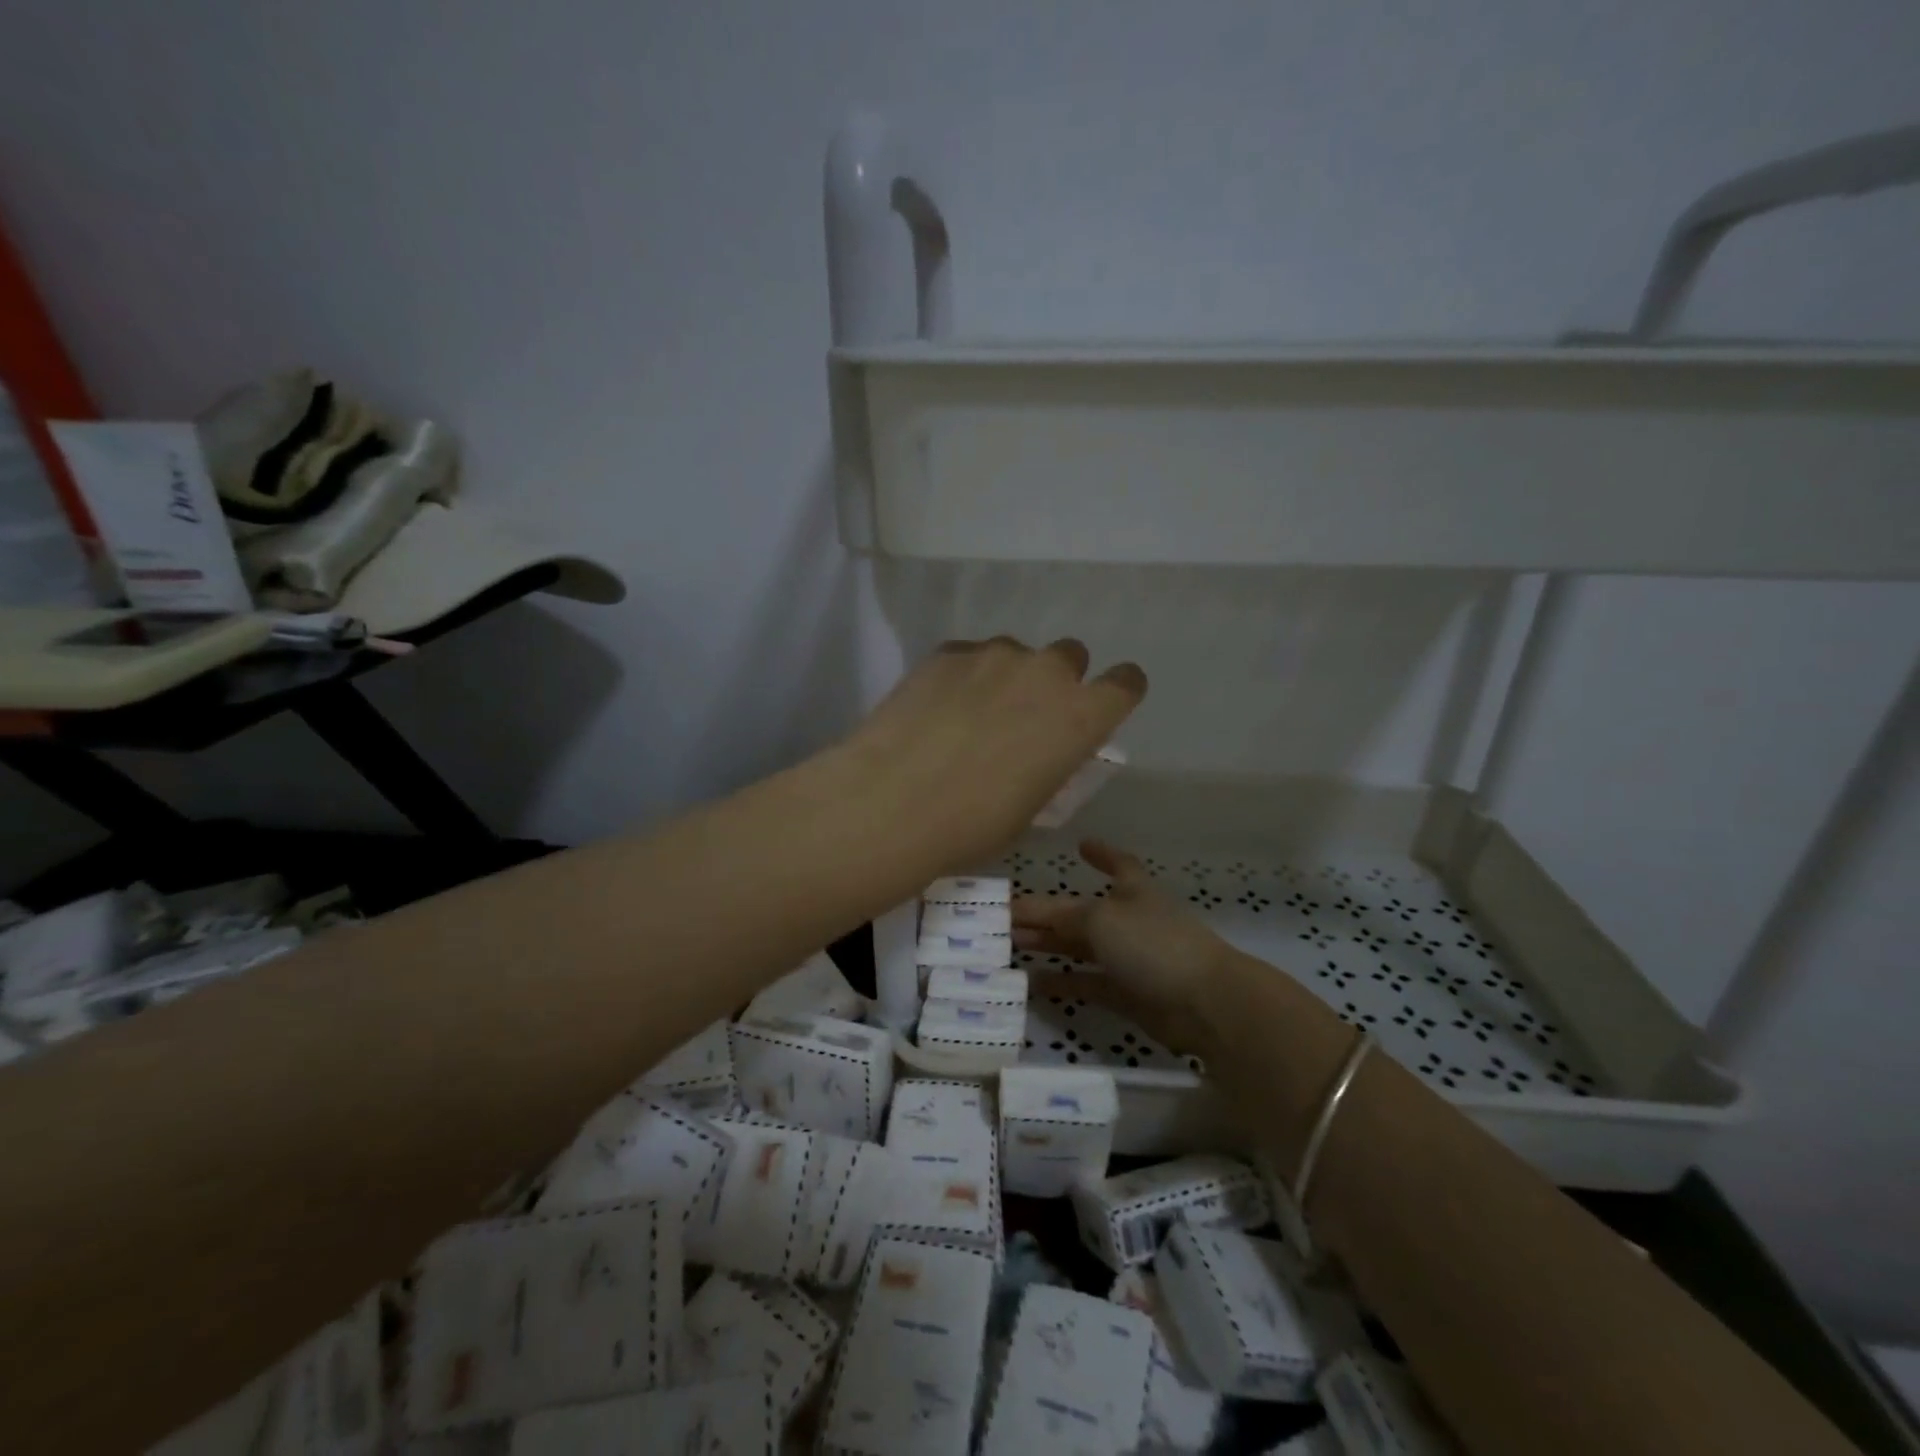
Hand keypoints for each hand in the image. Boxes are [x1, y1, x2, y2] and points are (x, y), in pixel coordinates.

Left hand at [843, 638, 1146, 871]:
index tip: (1099, 708)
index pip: (1126, 683)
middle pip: (1070, 656)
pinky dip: (964, 676)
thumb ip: (1050, 763)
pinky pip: (970, 657)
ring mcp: (994, 655)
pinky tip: (937, 709)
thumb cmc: (974, 825)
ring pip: (1016, 654)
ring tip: (970, 715)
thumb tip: (1041, 751)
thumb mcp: (1032, 805)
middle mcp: (1046, 672)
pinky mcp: (947, 651)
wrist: (893, 802)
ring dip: (1007, 677)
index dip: (1116, 693)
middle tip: (1026, 716)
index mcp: (1081, 716)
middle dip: (1057, 681)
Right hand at [1013, 840, 1229, 1054]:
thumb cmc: (1152, 943)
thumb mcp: (1101, 918)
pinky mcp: (1127, 995)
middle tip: (1006, 916)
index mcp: (1132, 890)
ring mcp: (1130, 959)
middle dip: (1047, 912)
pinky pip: (1086, 983)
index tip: (1081, 845)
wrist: (1202, 1002)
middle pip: (1082, 912)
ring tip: (1011, 945)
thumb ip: (1062, 916)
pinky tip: (1031, 983)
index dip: (1101, 854)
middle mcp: (1130, 920)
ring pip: (1081, 947)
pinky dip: (1062, 982)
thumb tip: (1028, 915)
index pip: (1117, 864)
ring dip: (1048, 944)